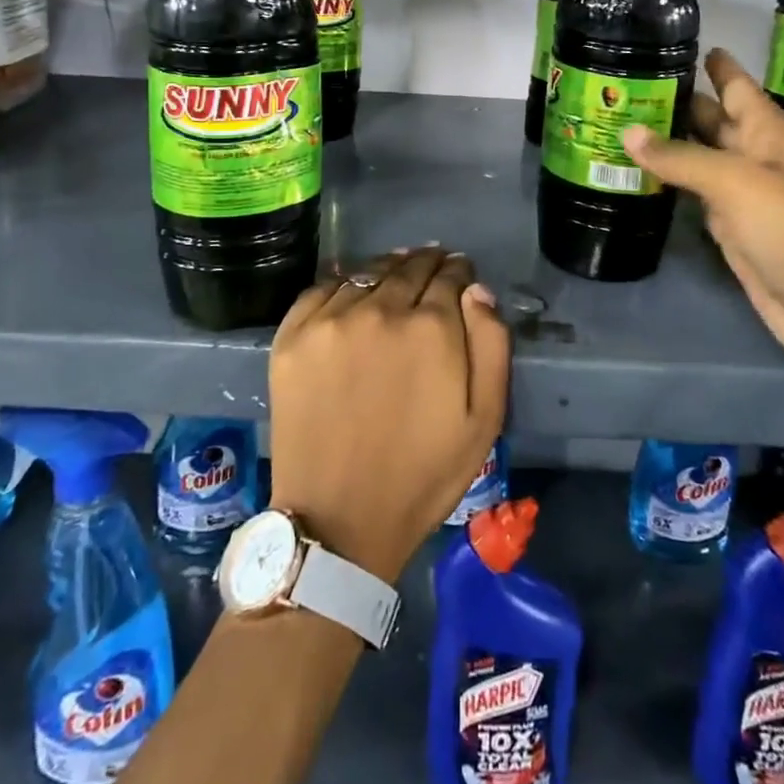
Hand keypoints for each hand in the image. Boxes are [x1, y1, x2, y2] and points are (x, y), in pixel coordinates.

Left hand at [267, 248, 510, 581]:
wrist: (338, 520)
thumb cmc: (422, 474)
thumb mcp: (485, 419)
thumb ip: (491, 344)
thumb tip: (477, 289)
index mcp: (431, 327)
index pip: (450, 276)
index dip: (458, 271)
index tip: (459, 272)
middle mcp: (380, 309)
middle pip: (409, 267)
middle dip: (426, 263)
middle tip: (432, 263)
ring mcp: (330, 320)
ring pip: (367, 273)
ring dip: (387, 269)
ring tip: (395, 272)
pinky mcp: (292, 336)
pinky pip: (322, 289)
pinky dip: (343, 284)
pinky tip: (352, 292)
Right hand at [622, 48, 783, 367]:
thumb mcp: (734, 180)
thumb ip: (679, 155)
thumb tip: (626, 131)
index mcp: (765, 129)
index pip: (735, 83)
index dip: (710, 62)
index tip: (672, 41)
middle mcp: (752, 151)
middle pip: (710, 115)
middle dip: (675, 99)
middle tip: (625, 82)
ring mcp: (738, 187)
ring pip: (696, 151)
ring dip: (665, 138)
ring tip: (618, 118)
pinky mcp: (724, 219)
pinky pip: (690, 186)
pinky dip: (666, 175)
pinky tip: (636, 165)